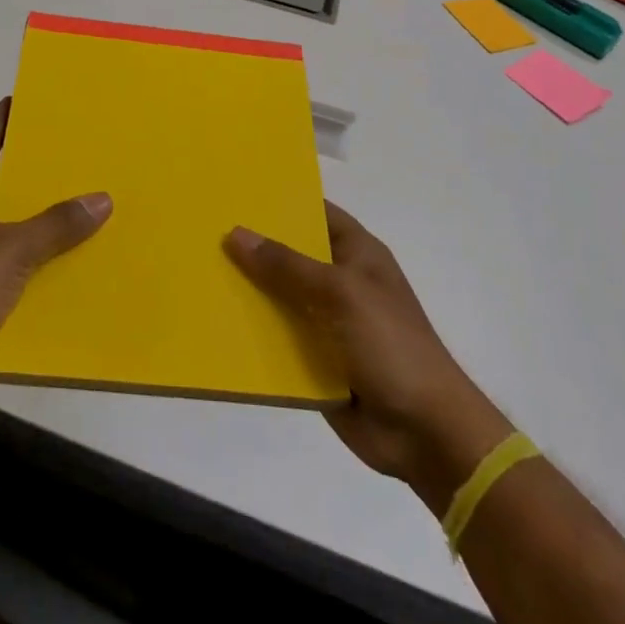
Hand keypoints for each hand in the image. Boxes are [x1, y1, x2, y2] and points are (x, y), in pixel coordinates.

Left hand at [0, 98, 111, 410]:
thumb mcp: (12, 249)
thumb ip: (56, 225)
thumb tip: (101, 198)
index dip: (2, 119)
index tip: (23, 98)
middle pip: (0, 183)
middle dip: (33, 170)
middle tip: (74, 154)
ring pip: (9, 229)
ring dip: (39, 223)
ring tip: (84, 211)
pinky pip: (10, 269)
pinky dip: (35, 267)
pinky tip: (67, 270)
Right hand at [225, 203, 512, 509]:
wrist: (426, 433)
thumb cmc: (391, 345)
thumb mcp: (340, 293)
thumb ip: (287, 265)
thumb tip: (236, 234)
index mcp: (356, 253)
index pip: (314, 212)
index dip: (280, 199)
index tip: (235, 190)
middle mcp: (339, 281)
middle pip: (289, 254)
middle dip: (253, 246)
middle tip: (202, 229)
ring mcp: (327, 322)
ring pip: (278, 297)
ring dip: (248, 291)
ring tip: (198, 271)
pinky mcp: (315, 360)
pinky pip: (277, 338)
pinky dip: (252, 333)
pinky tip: (214, 321)